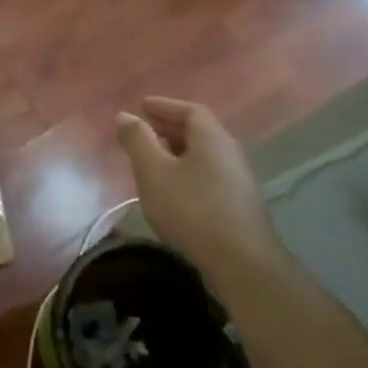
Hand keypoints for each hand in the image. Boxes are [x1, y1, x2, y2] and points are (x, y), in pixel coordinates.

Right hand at [117, 98, 286, 273]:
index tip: (143, 106)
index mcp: (212, 138)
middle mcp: (230, 153)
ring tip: (154, 159)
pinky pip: (209, 174)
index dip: (165, 106)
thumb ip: (137, 140)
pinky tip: (173, 189)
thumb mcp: (153, 172)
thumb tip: (125, 115)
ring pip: (204, 155)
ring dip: (178, 151)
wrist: (241, 262)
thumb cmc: (191, 209)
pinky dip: (188, 170)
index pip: (191, 110)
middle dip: (170, 127)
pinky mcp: (238, 204)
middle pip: (200, 131)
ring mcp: (238, 180)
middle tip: (145, 130)